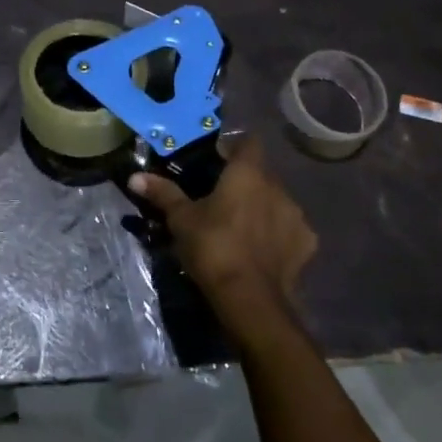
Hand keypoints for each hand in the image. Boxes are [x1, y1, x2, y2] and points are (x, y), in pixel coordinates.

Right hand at [128, 136, 315, 338]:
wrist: (250, 300)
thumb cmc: (213, 248)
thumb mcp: (181, 220)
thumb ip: (163, 193)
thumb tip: (135, 176)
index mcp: (248, 173)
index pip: (248, 142)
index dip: (233, 148)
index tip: (216, 162)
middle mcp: (277, 187)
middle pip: (262, 174)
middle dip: (245, 182)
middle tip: (222, 199)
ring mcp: (296, 215)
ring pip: (277, 201)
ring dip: (263, 208)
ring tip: (242, 227)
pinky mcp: (307, 243)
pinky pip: (290, 230)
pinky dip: (278, 235)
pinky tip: (263, 250)